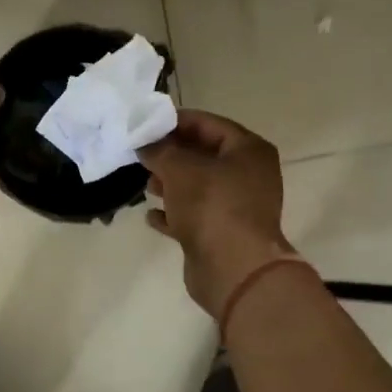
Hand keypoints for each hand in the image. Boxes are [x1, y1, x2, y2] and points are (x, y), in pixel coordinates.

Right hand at [138, 110, 293, 318]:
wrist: (234, 270)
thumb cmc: (212, 206)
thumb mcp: (180, 169)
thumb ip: (159, 150)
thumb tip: (144, 142)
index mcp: (249, 151)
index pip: (209, 124)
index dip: (177, 121)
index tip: (147, 124)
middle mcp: (249, 175)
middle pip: (205, 155)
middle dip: (172, 154)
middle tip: (142, 153)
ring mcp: (238, 207)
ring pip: (199, 187)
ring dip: (171, 184)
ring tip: (146, 184)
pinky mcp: (224, 234)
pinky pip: (195, 216)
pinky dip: (175, 213)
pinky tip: (151, 215)